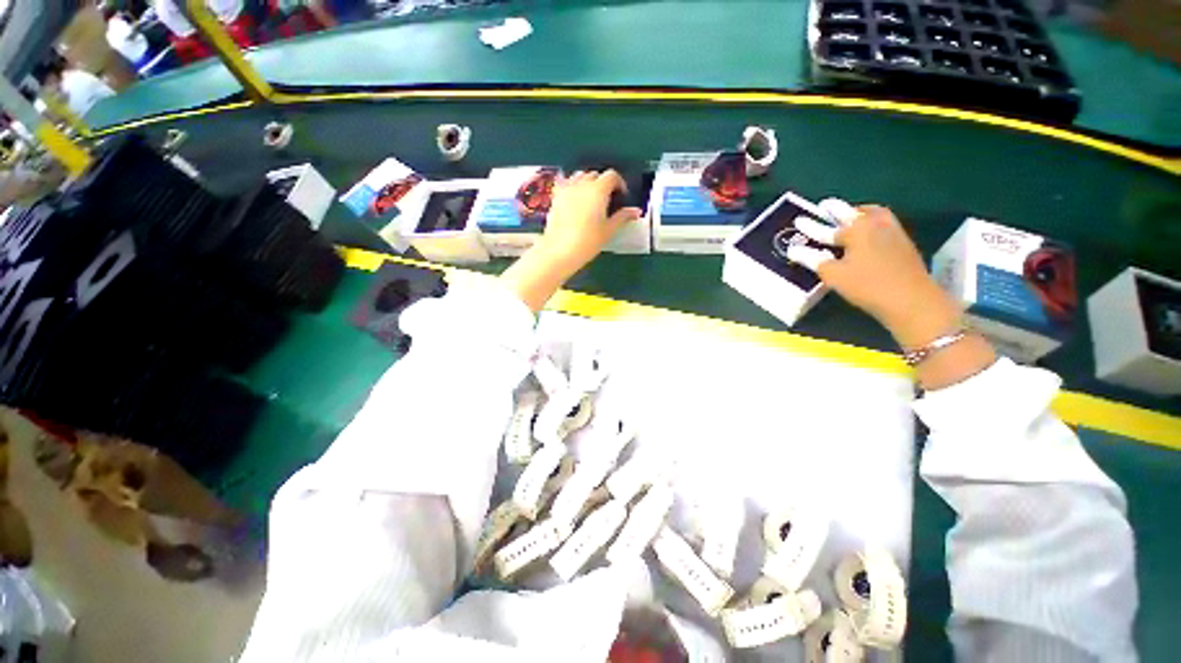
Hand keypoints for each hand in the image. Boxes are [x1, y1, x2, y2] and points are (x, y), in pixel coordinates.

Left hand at [501, 170, 640, 312]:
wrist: (560, 249)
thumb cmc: (588, 241)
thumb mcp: (609, 230)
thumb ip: (623, 217)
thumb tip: (636, 211)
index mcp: (598, 190)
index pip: (612, 176)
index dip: (619, 183)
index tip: (622, 196)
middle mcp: (582, 183)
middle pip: (595, 175)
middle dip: (604, 183)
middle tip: (608, 200)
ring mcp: (567, 188)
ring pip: (580, 176)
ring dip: (588, 182)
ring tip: (591, 199)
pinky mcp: (555, 196)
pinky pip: (566, 183)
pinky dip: (573, 186)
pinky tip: (575, 198)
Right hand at [786, 202, 959, 347]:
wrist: (911, 299)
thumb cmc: (867, 285)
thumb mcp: (834, 274)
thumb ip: (813, 259)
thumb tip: (793, 250)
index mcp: (857, 228)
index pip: (827, 227)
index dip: (811, 225)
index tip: (799, 220)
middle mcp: (876, 224)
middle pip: (855, 212)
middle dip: (839, 210)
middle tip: (826, 208)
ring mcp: (893, 232)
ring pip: (873, 215)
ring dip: (859, 214)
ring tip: (849, 218)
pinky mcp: (903, 243)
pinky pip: (883, 225)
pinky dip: (871, 224)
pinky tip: (866, 235)